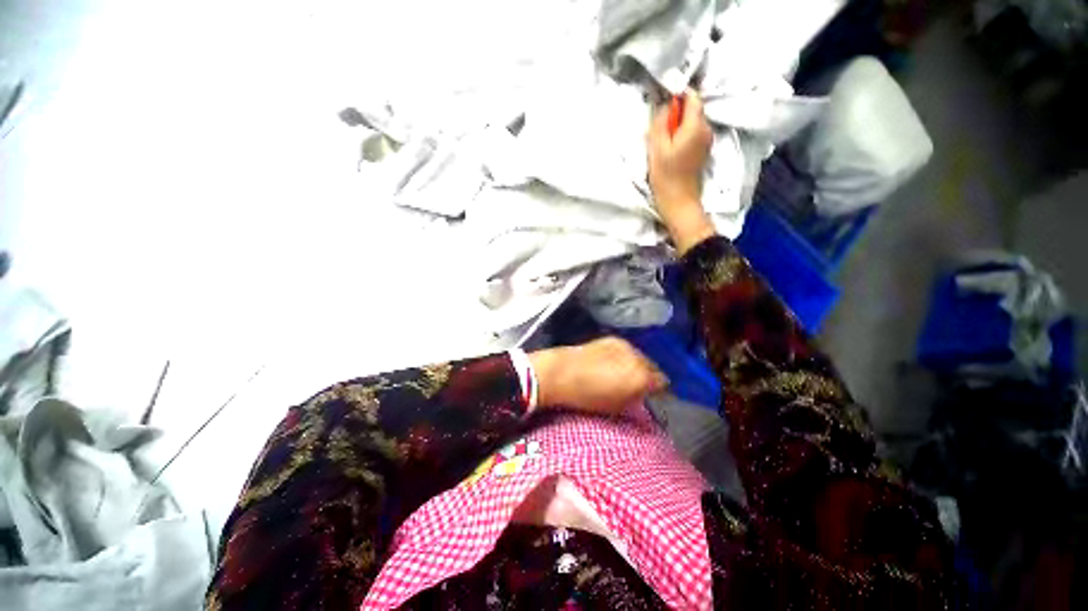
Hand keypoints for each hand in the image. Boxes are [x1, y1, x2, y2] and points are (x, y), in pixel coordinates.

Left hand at [528, 337, 666, 414]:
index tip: (651, 395)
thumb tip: (645, 393)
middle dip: (648, 376)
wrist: (562, 372)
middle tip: (637, 386)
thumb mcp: (618, 406)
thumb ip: (637, 399)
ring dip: (637, 365)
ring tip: (624, 373)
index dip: (658, 391)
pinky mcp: (612, 338)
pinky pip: (628, 349)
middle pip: (653, 367)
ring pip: (641, 356)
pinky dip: (626, 356)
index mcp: (642, 376)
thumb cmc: (589, 397)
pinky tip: (613, 363)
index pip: (663, 382)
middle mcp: (638, 357)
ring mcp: (625, 345)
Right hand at [647, 90, 716, 254]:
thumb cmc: (665, 176)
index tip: (662, 106)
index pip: (692, 97)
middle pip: (692, 110)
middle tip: (658, 129)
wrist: (678, 202)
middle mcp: (706, 129)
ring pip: (692, 123)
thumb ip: (661, 121)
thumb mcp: (657, 147)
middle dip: (676, 114)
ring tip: (663, 142)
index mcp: (696, 126)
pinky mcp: (703, 151)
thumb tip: (665, 103)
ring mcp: (707, 141)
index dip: (677, 96)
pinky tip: (671, 150)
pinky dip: (682, 136)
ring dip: (677, 126)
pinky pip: (693, 134)